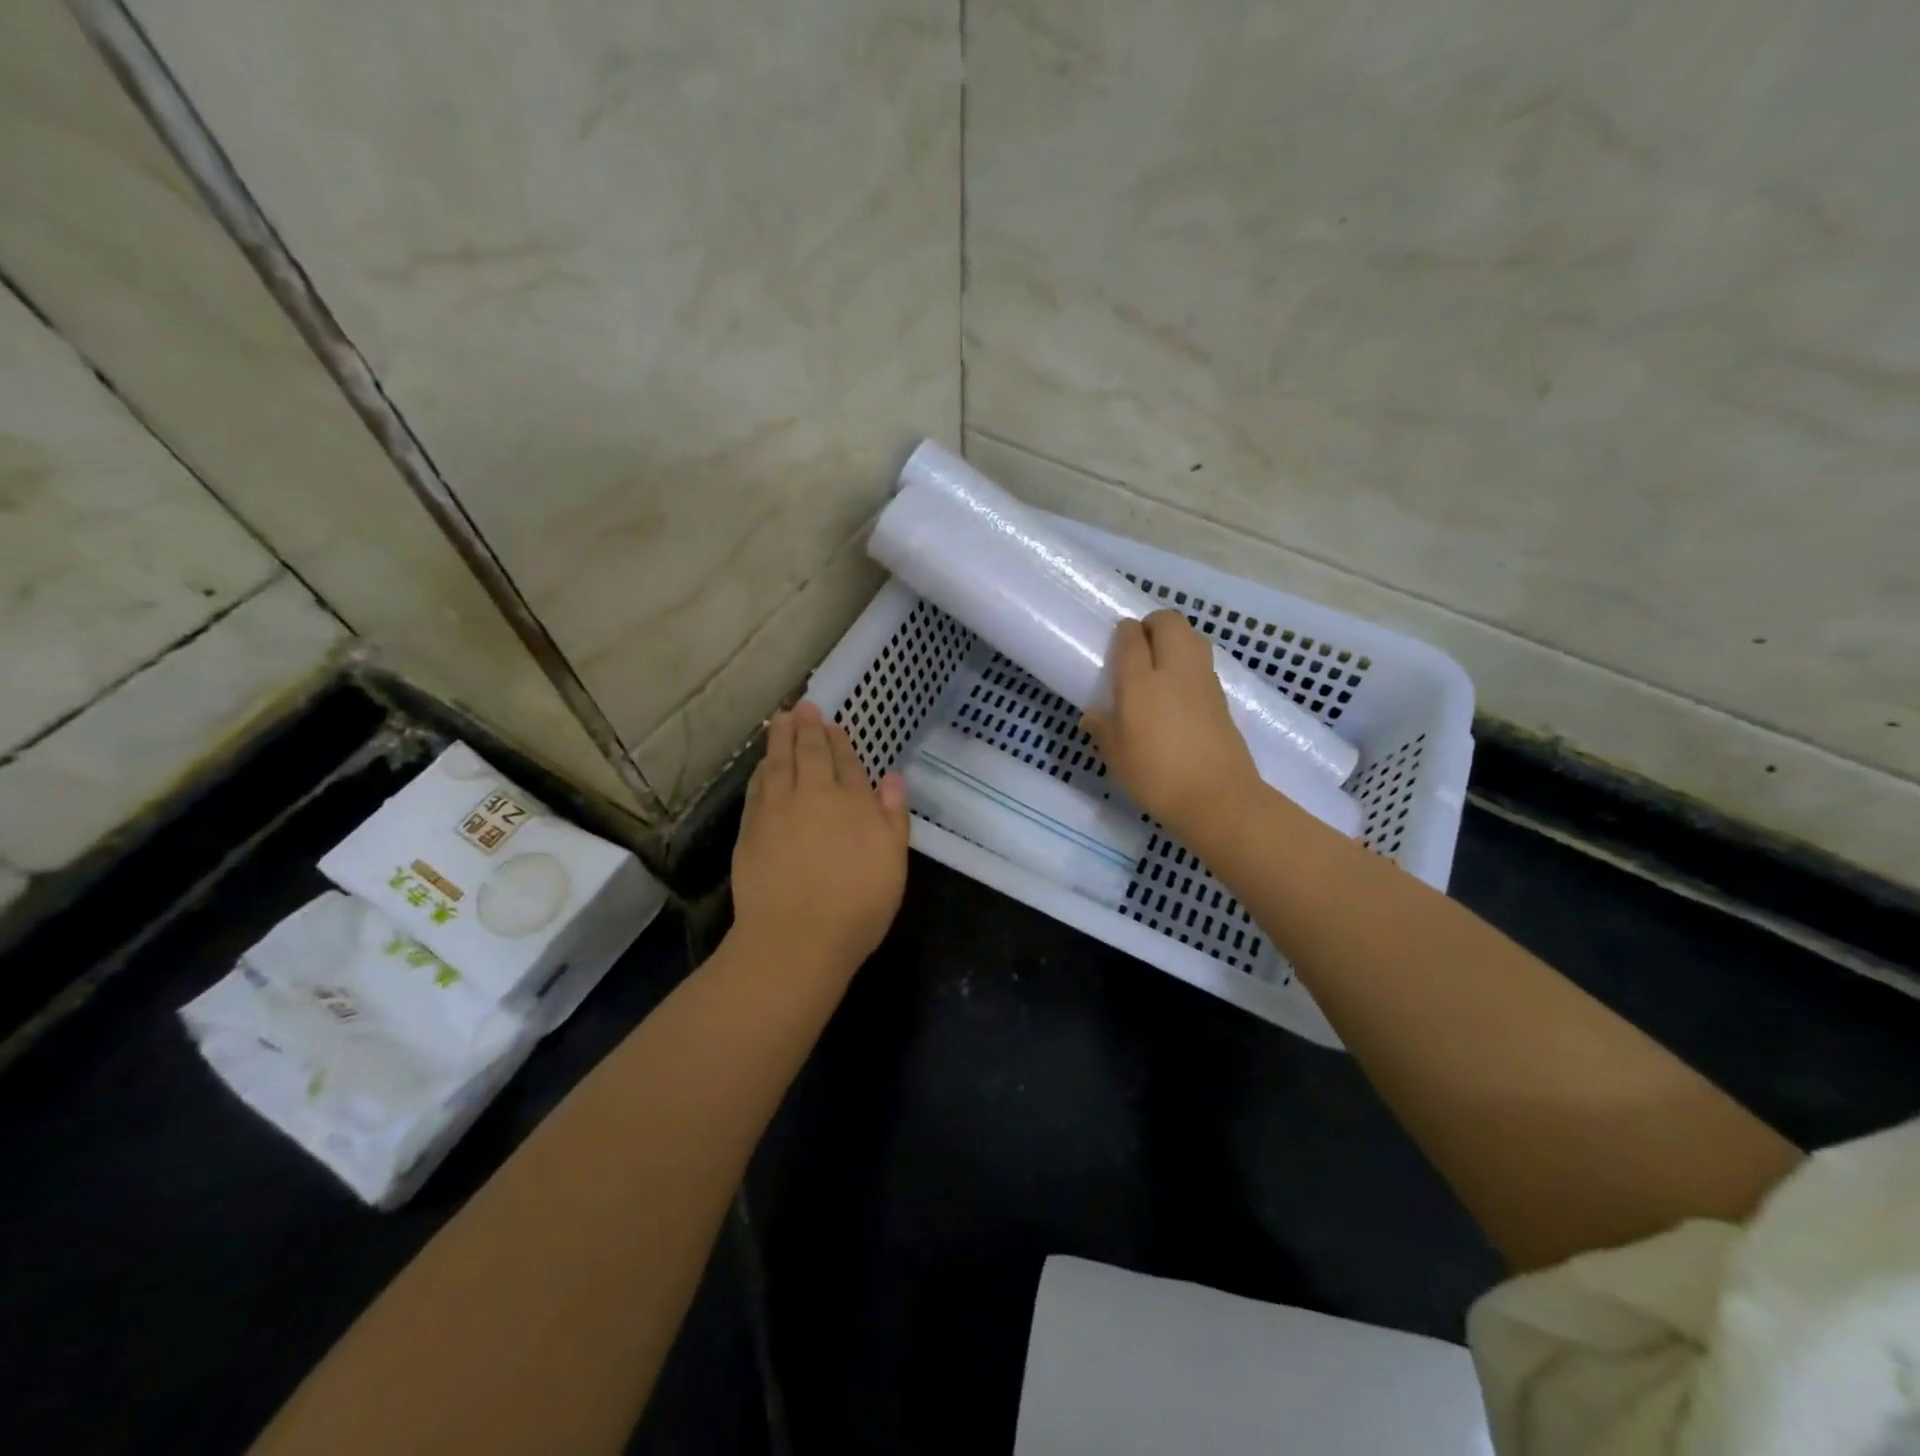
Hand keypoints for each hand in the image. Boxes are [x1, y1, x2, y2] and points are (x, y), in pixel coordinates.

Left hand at [730, 701, 910, 976]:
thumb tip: (892, 777)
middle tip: (802, 705)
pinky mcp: (751, 830)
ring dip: (780, 739)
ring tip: (780, 719)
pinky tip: (762, 765)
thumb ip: (893, 816)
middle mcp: (813, 796)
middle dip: (807, 727)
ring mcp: (777, 811)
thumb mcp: (893, 863)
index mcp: (852, 803)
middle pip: (809, 753)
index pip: (846, 763)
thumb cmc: (857, 906)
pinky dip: (761, 770)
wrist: (795, 938)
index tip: (832, 724)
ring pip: (778, 764)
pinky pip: (757, 787)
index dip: (839, 742)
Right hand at [1083, 611, 1262, 845]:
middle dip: (1153, 623)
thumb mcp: (1117, 756)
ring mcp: (1203, 680)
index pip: (1131, 637)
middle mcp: (1174, 670)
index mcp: (1140, 683)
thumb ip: (1103, 728)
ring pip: (1192, 636)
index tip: (1118, 639)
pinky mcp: (1221, 696)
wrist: (1217, 797)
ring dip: (1176, 638)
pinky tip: (1179, 689)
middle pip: (1169, 622)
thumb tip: (1093, 716)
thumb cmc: (1156, 776)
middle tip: (1140, 645)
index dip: (1123, 632)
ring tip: (1161, 662)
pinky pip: (1203, 662)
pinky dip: (1190, 661)